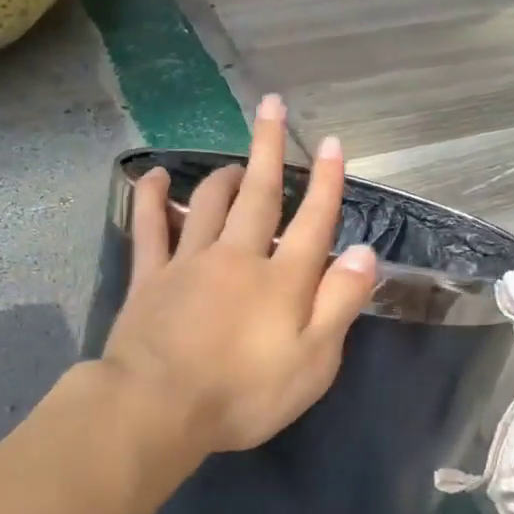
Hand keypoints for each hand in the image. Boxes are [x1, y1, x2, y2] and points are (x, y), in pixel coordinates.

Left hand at [99, 96, 379, 454]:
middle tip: (271, 107)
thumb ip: (339, 304)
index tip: (332, 143)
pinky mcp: (150, 277)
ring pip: (209, 203)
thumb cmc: (244, 394)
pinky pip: (150, 226)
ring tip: (236, 162)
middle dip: (270, 148)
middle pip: (260, 194)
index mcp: (282, 279)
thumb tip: (363, 252)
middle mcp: (238, 256)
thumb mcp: (313, 362)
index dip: (327, 182)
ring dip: (224, 175)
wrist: (158, 406)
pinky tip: (153, 176)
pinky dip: (151, 198)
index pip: (313, 221)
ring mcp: (189, 262)